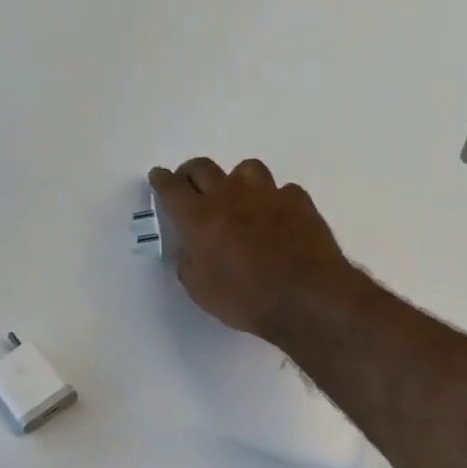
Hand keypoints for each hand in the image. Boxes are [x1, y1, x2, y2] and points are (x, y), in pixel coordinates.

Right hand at [148, 158, 359, 345]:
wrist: (308, 297)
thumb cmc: (247, 300)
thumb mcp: (202, 292)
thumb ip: (188, 265)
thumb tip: (189, 250)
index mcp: (200, 219)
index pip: (172, 189)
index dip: (162, 180)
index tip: (158, 176)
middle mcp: (230, 197)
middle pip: (203, 168)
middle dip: (190, 174)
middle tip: (189, 186)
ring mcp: (267, 194)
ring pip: (244, 169)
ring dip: (234, 180)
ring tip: (236, 198)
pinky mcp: (298, 200)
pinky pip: (279, 190)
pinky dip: (271, 200)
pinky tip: (275, 218)